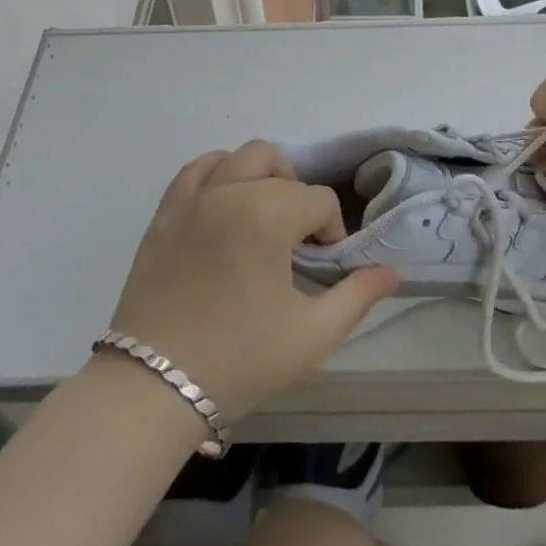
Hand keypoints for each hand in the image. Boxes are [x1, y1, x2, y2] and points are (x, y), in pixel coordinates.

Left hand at [106, 141, 400, 426]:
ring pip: (239, 157)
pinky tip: (226, 201)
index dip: (331, 230)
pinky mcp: (165, 214)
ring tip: (264, 215)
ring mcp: (193, 199)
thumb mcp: (311, 336)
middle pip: (279, 165)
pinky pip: (195, 170)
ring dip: (262, 176)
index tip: (324, 266)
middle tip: (297, 237)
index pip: (318, 200)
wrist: (154, 389)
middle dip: (298, 194)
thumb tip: (391, 272)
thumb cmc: (239, 361)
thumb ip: (357, 297)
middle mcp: (230, 192)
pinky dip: (218, 172)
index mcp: (268, 215)